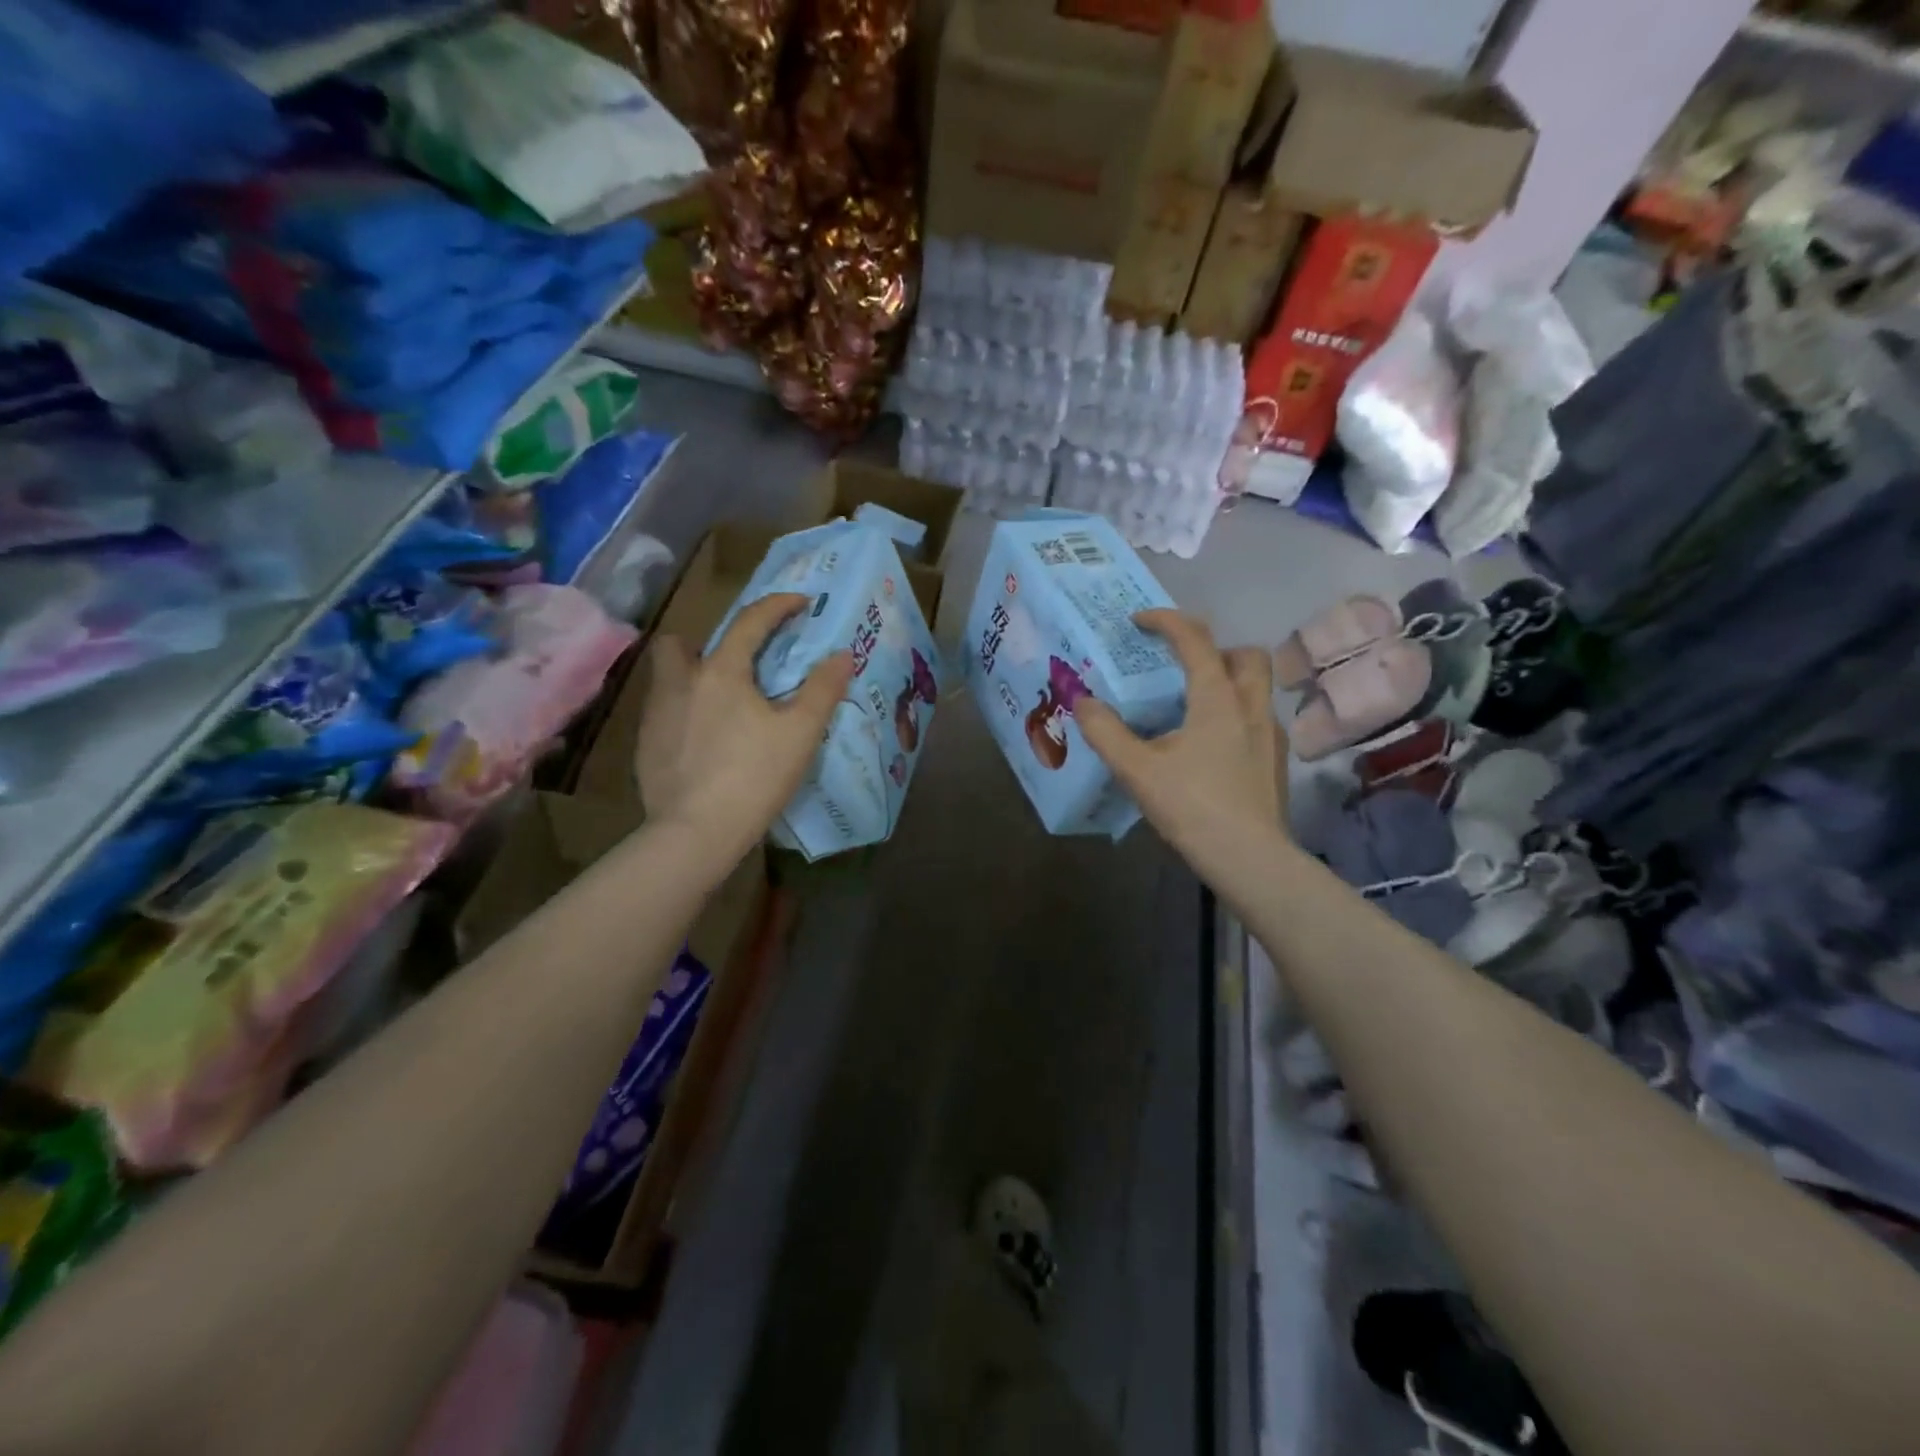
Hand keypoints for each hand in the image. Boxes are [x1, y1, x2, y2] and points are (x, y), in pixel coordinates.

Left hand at [637, 593, 852, 873]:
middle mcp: (680, 683)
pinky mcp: (644, 747)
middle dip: (704, 642)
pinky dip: (683, 715)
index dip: (778, 606)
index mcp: (721, 672)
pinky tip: (703, 744)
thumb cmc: (754, 776)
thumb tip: (842, 654)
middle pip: (679, 643)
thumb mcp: (801, 733)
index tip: (799, 602)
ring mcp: (656, 715)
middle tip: (733, 666)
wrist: (695, 832)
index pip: (750, 622)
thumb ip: (822, 689)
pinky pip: (663, 714)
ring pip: (666, 679)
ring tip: (719, 706)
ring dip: (690, 678)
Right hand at [1074, 610, 1289, 882]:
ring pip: (1256, 687)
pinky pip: (1256, 718)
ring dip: (1227, 680)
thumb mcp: (1137, 769)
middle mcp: (1250, 706)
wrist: (1249, 858)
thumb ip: (1106, 732)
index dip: (1166, 621)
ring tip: (1192, 705)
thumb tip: (1082, 701)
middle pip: (1245, 655)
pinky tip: (1210, 745)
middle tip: (1181, 665)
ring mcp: (1270, 734)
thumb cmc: (1192, 806)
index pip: (1195, 640)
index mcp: (1217, 699)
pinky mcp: (1275, 761)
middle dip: (1213, 648)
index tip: (1139, 621)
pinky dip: (1234, 713)